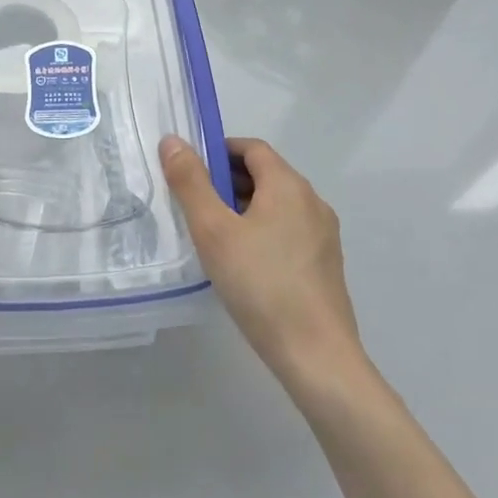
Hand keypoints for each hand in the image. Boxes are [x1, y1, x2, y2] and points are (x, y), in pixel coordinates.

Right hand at [160, 135, 367, 396]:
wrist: (317, 357)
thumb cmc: (260, 284)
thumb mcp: (213, 231)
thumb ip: (190, 183)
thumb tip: (172, 141)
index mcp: (288, 185)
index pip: (251, 148)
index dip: (218, 151)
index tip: (189, 172)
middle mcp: (312, 201)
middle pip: (265, 175)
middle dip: (227, 181)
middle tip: (193, 205)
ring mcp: (323, 235)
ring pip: (277, 205)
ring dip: (244, 208)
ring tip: (213, 236)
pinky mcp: (326, 265)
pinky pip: (288, 231)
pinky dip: (262, 232)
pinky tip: (243, 264)